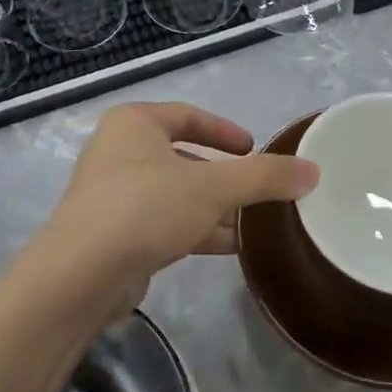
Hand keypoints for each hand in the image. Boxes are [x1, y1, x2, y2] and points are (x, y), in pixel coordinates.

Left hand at [25, 103, 317, 317]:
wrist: (80, 276)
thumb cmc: (144, 208)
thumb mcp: (212, 187)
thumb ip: (263, 177)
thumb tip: (312, 171)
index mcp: (134, 123)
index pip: (187, 115)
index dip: (224, 130)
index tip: (253, 148)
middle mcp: (119, 152)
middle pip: (183, 157)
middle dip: (222, 177)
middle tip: (258, 191)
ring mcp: (113, 195)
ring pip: (175, 194)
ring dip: (213, 208)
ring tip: (254, 225)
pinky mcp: (113, 234)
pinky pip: (163, 223)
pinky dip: (195, 230)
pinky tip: (229, 248)